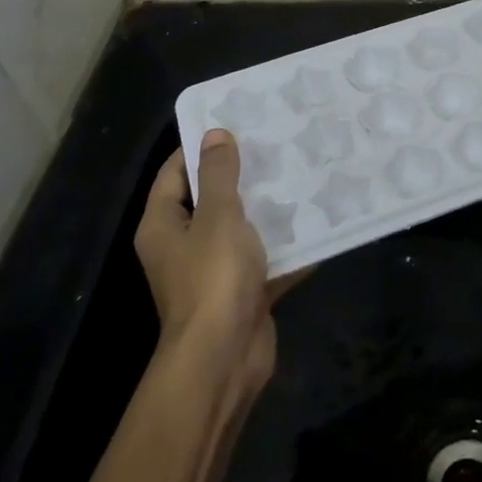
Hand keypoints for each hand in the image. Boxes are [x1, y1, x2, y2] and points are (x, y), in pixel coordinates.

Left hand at [138, 130, 284, 397]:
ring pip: (241, 230)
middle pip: (210, 200)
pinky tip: (317, 222)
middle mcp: (183, 246)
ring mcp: (213, 272)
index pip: (174, 173)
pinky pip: (265, 260)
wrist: (225, 358)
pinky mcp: (242, 292)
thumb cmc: (213, 279)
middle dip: (241, 175)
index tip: (235, 123)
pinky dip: (286, 246)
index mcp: (164, 226)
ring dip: (267, 209)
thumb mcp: (218, 216)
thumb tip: (215, 134)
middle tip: (276, 144)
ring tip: (301, 174)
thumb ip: (220, 175)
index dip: (199, 147)